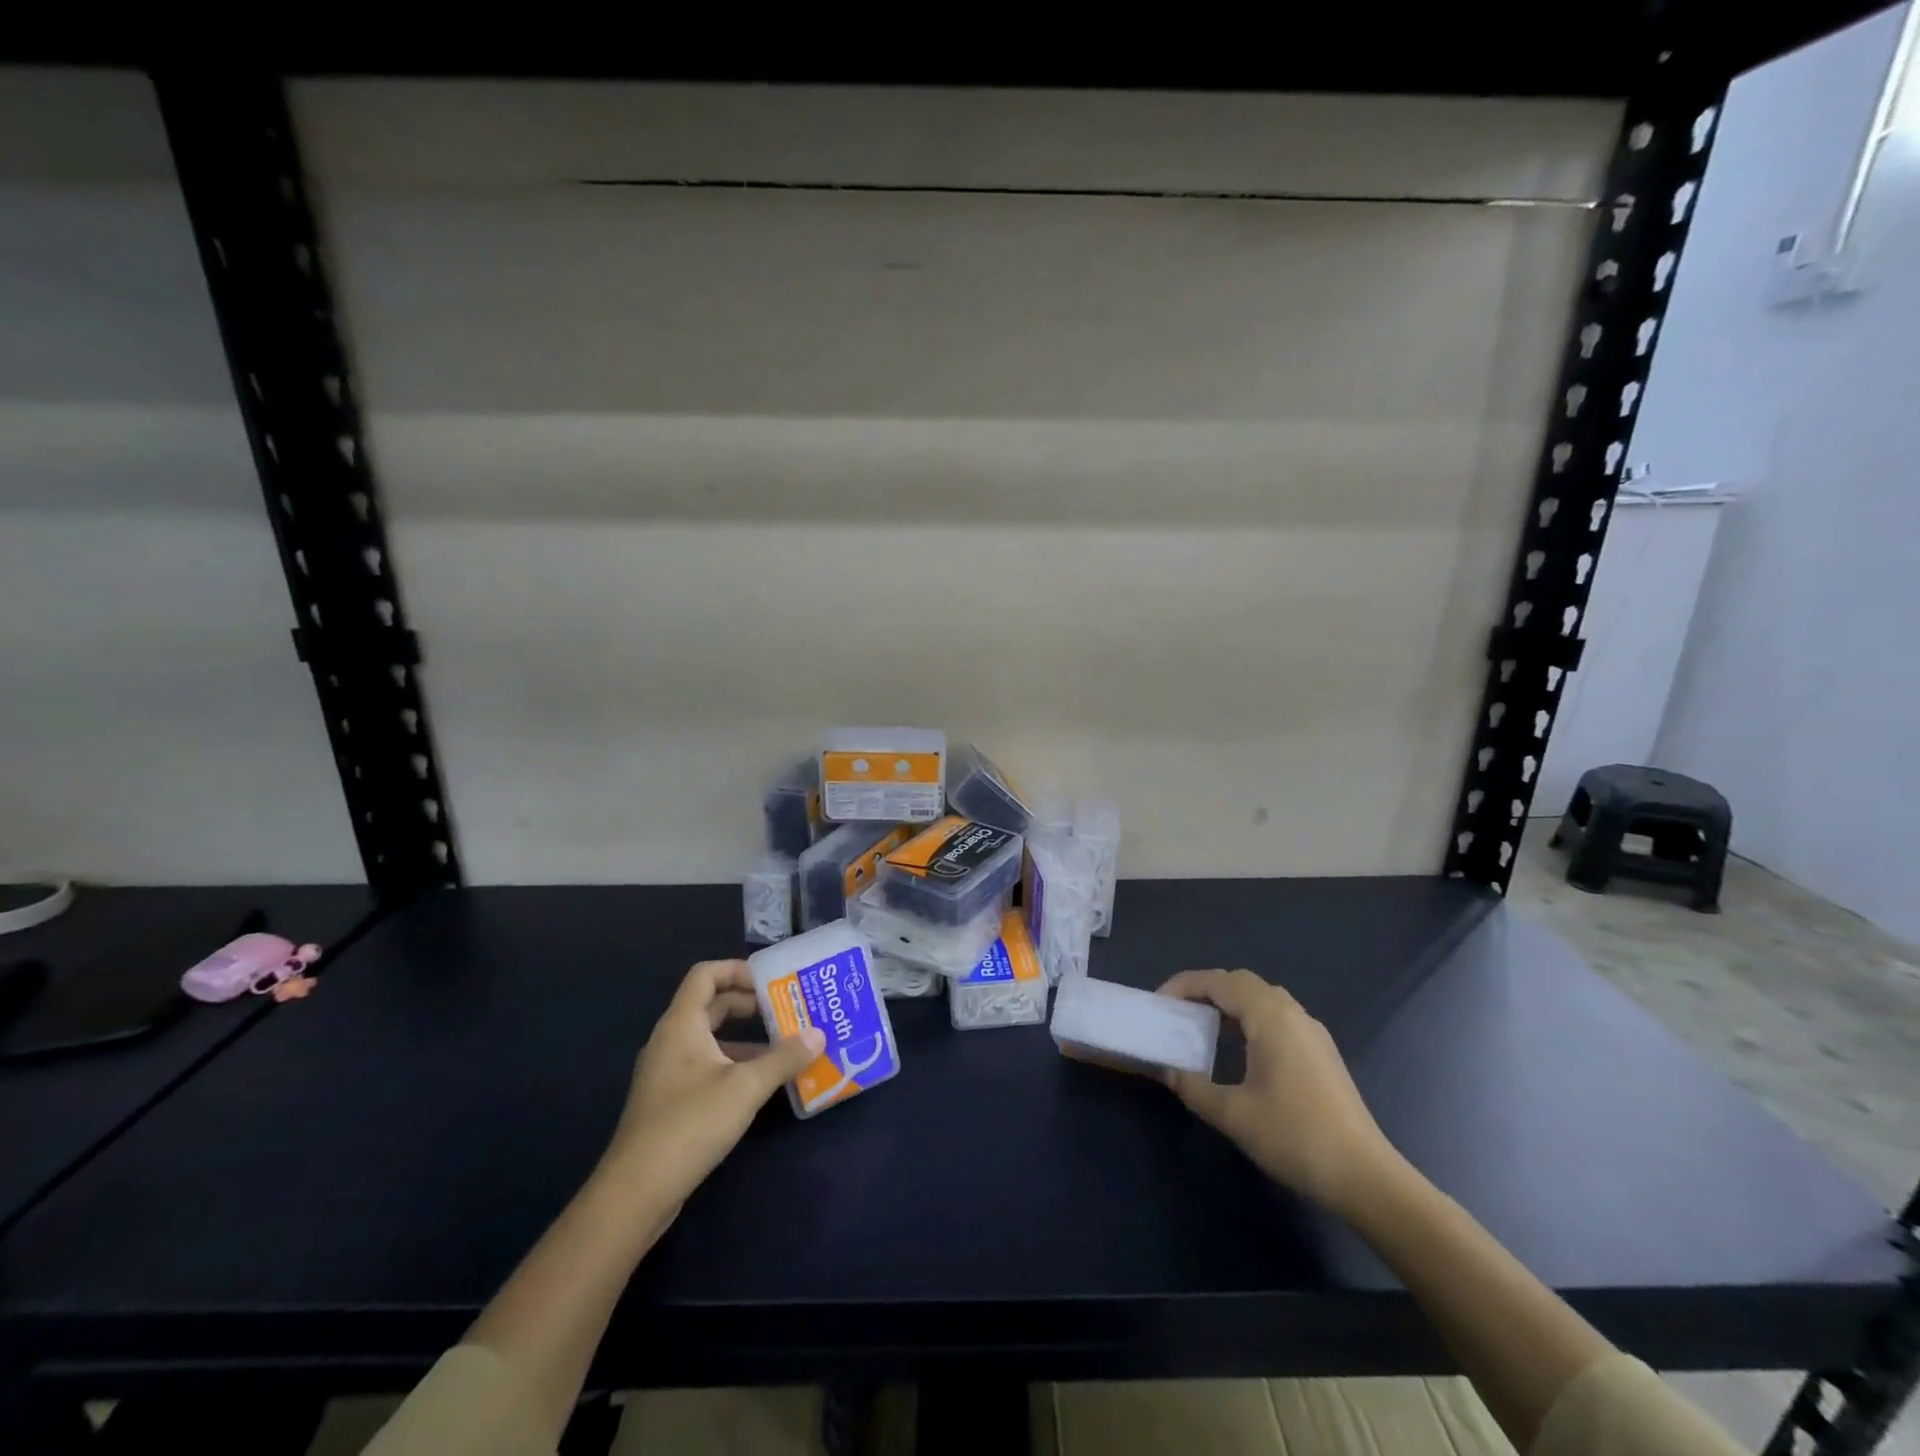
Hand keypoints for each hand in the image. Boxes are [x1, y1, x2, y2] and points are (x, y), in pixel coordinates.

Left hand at [600, 960, 824, 1217]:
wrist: (636, 1192)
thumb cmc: (690, 1123)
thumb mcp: (746, 1087)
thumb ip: (784, 1058)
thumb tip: (819, 1034)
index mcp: (681, 1024)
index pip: (706, 974)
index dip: (738, 970)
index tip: (772, 982)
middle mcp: (671, 1040)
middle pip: (711, 1005)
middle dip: (750, 1004)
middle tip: (788, 1010)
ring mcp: (667, 1072)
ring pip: (711, 1039)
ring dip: (746, 1038)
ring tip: (785, 1046)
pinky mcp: (670, 1101)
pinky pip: (706, 1066)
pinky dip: (735, 1064)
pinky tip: (762, 1084)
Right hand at [1157, 968, 1397, 1218]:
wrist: (1366, 1177)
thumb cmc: (1295, 1137)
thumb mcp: (1232, 1114)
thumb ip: (1192, 1086)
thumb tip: (1166, 1070)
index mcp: (1270, 1017)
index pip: (1220, 981)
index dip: (1185, 985)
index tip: (1159, 1004)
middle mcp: (1293, 1014)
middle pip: (1242, 982)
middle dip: (1205, 989)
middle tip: (1177, 1010)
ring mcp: (1311, 1032)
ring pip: (1262, 998)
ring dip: (1229, 1003)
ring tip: (1201, 1025)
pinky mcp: (1321, 1053)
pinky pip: (1276, 1017)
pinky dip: (1248, 1018)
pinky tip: (1237, 1048)